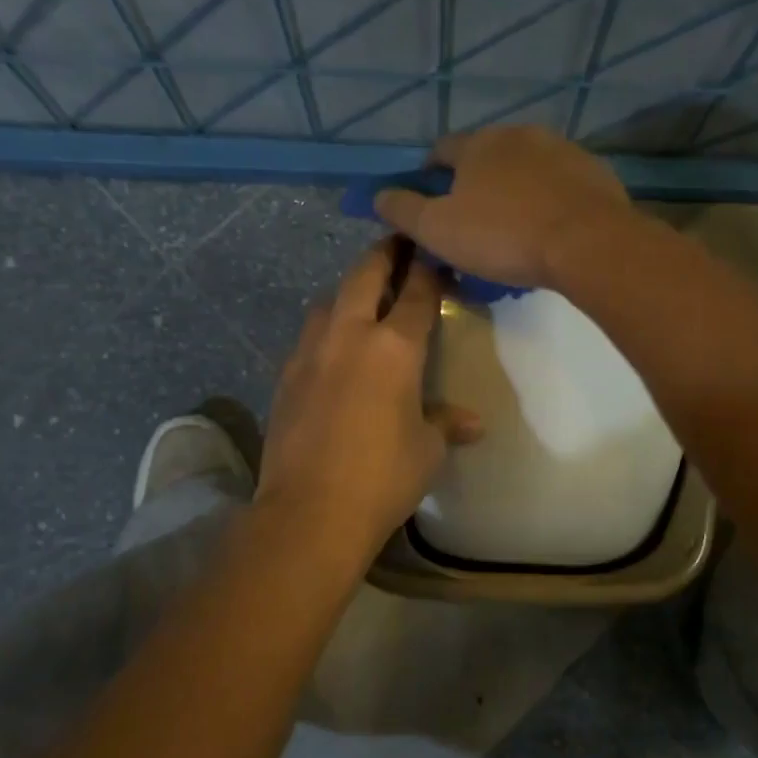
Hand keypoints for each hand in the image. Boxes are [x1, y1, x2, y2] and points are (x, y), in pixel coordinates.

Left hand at [256, 238, 482, 563]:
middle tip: (398, 245)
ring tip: (363, 299)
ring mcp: (309, 353)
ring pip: (327, 300)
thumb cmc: (383, 477)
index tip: (437, 255)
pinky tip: (333, 349)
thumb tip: (472, 423)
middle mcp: (348, 335)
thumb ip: (446, 424)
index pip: (417, 293)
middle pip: (364, 275)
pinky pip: (308, 336)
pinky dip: (325, 328)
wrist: (310, 511)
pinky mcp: (285, 376)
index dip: (430, 269)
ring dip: (348, 290)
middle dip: (384, 255)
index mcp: (393, 347)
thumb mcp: (427, 450)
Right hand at [373, 125, 632, 290]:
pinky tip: (548, 227)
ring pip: (525, 168)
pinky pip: (559, 183)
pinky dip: (548, 199)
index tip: (429, 203)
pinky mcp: (593, 170)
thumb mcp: (438, 230)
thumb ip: (404, 211)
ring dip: (514, 189)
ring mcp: (561, 148)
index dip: (429, 175)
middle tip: (472, 221)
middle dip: (474, 183)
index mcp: (477, 144)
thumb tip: (378, 195)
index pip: (441, 150)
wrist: (587, 242)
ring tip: (513, 227)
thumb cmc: (503, 235)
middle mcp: (518, 134)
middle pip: (485, 156)